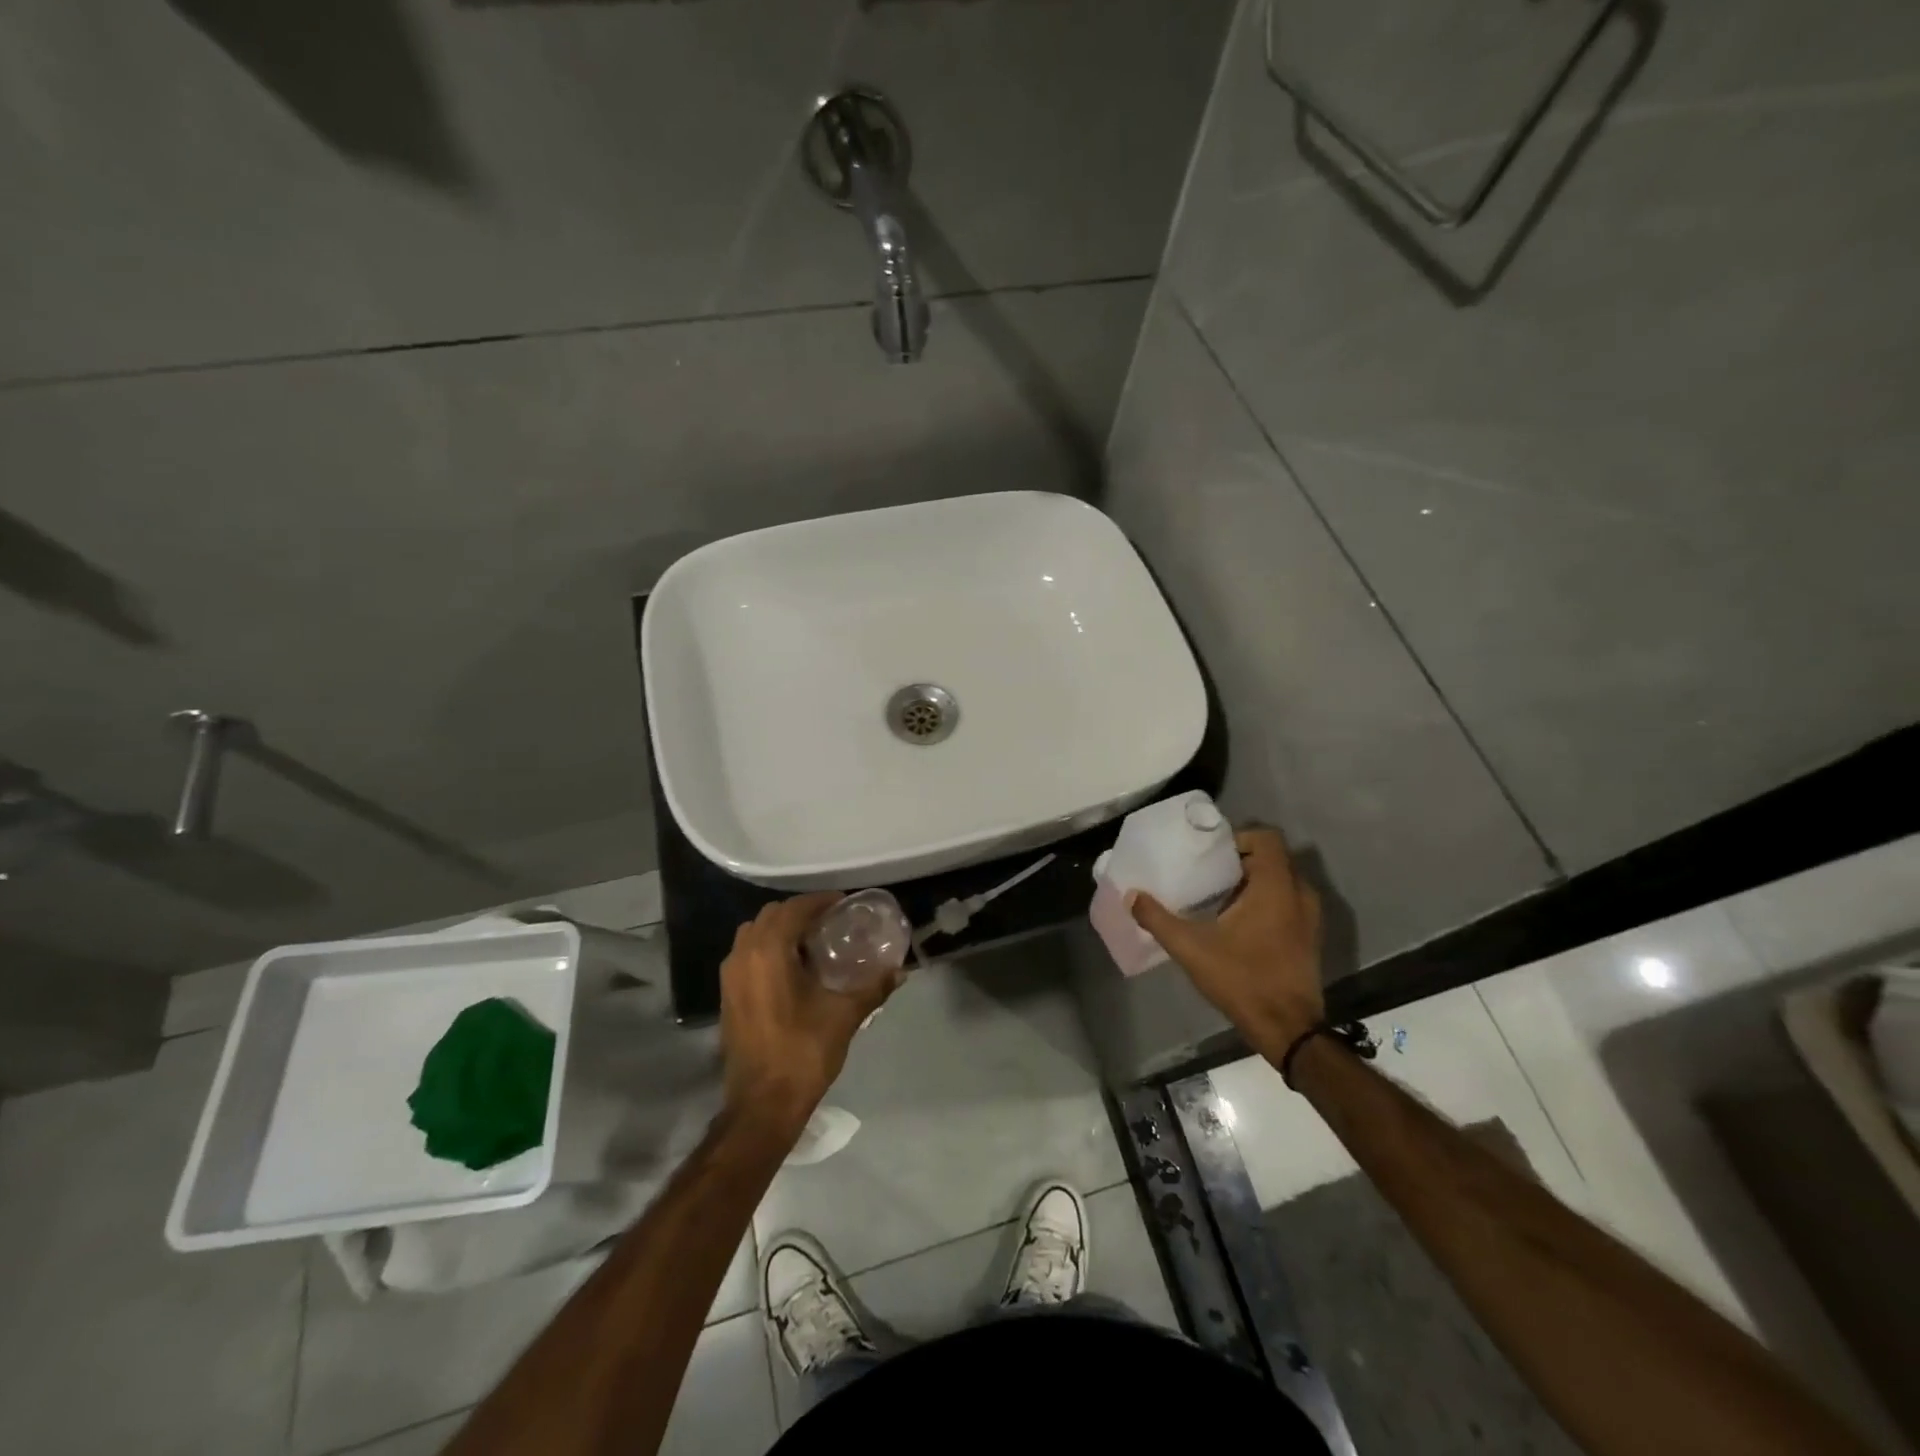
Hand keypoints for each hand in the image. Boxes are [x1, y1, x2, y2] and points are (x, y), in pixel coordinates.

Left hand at [718, 893, 898, 1143]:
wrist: (762, 1104)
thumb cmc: (803, 1053)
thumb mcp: (844, 1016)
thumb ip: (873, 987)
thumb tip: (900, 970)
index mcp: (769, 952)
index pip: (795, 909)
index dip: (820, 901)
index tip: (845, 904)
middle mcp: (743, 955)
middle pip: (772, 915)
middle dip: (800, 912)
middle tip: (831, 921)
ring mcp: (730, 976)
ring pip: (754, 933)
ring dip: (781, 929)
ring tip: (812, 941)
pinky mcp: (727, 995)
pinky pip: (747, 954)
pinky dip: (768, 948)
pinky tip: (793, 967)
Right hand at [1129, 827, 1323, 1053]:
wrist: (1288, 1029)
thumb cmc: (1242, 980)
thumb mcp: (1191, 948)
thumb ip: (1158, 919)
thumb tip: (1131, 896)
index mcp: (1276, 887)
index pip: (1266, 838)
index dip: (1237, 838)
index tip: (1209, 855)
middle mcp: (1299, 894)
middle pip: (1272, 857)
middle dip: (1239, 861)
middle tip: (1206, 873)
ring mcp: (1310, 917)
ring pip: (1281, 881)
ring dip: (1252, 882)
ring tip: (1218, 897)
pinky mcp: (1309, 937)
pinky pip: (1288, 902)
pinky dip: (1265, 901)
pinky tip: (1237, 923)